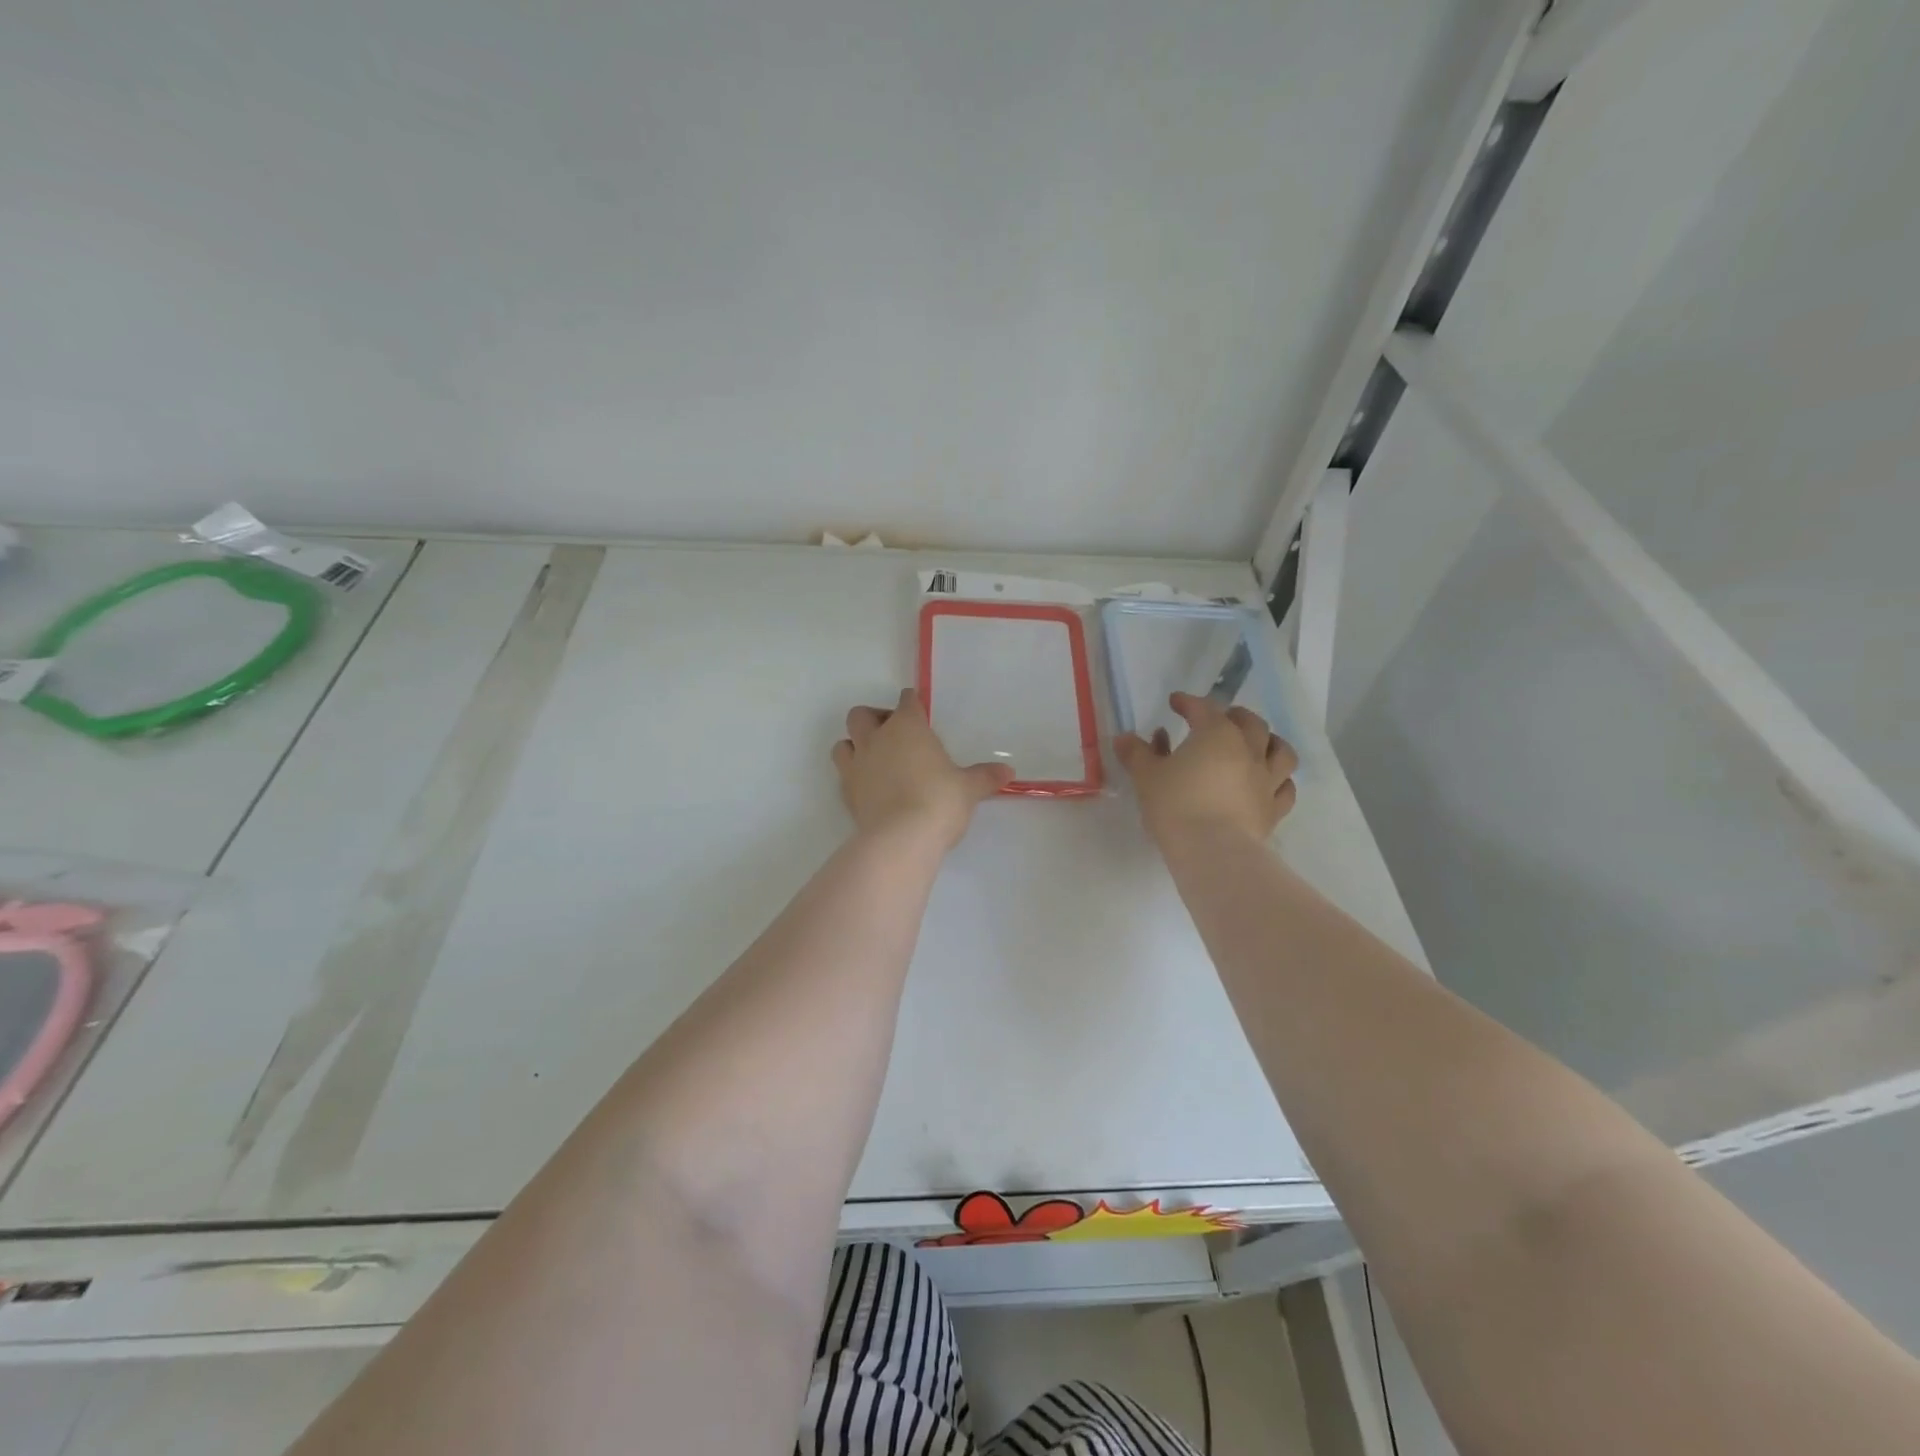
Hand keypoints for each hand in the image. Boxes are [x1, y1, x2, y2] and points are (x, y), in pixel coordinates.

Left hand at [832, 689, 1013, 849]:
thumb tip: (1008, 772)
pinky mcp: (846, 793)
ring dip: (855, 745)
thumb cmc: (939, 801)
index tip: (918, 710)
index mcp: (907, 727)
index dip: (912, 704)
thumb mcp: (968, 788)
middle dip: (874, 719)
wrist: (901, 839)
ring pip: (843, 743)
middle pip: (862, 715)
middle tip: (893, 735)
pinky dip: (854, 775)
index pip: (906, 702)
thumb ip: (984, 777)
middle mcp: (876, 739)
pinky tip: (870, 787)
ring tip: (874, 759)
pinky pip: (843, 774)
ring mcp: (857, 766)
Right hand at [1116, 692, 1297, 843]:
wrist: (1212, 850)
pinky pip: (1286, 789)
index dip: (1188, 702)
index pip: (1203, 708)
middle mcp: (1248, 750)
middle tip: (1221, 718)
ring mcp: (1267, 780)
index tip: (1175, 702)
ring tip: (1258, 744)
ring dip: (1270, 742)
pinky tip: (1271, 783)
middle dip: (1235, 716)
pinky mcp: (1273, 809)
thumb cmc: (1176, 805)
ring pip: (1280, 751)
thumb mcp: (1146, 776)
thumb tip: (1124, 738)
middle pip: (1250, 723)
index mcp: (1216, 734)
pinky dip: (1280, 780)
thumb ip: (1136, 754)